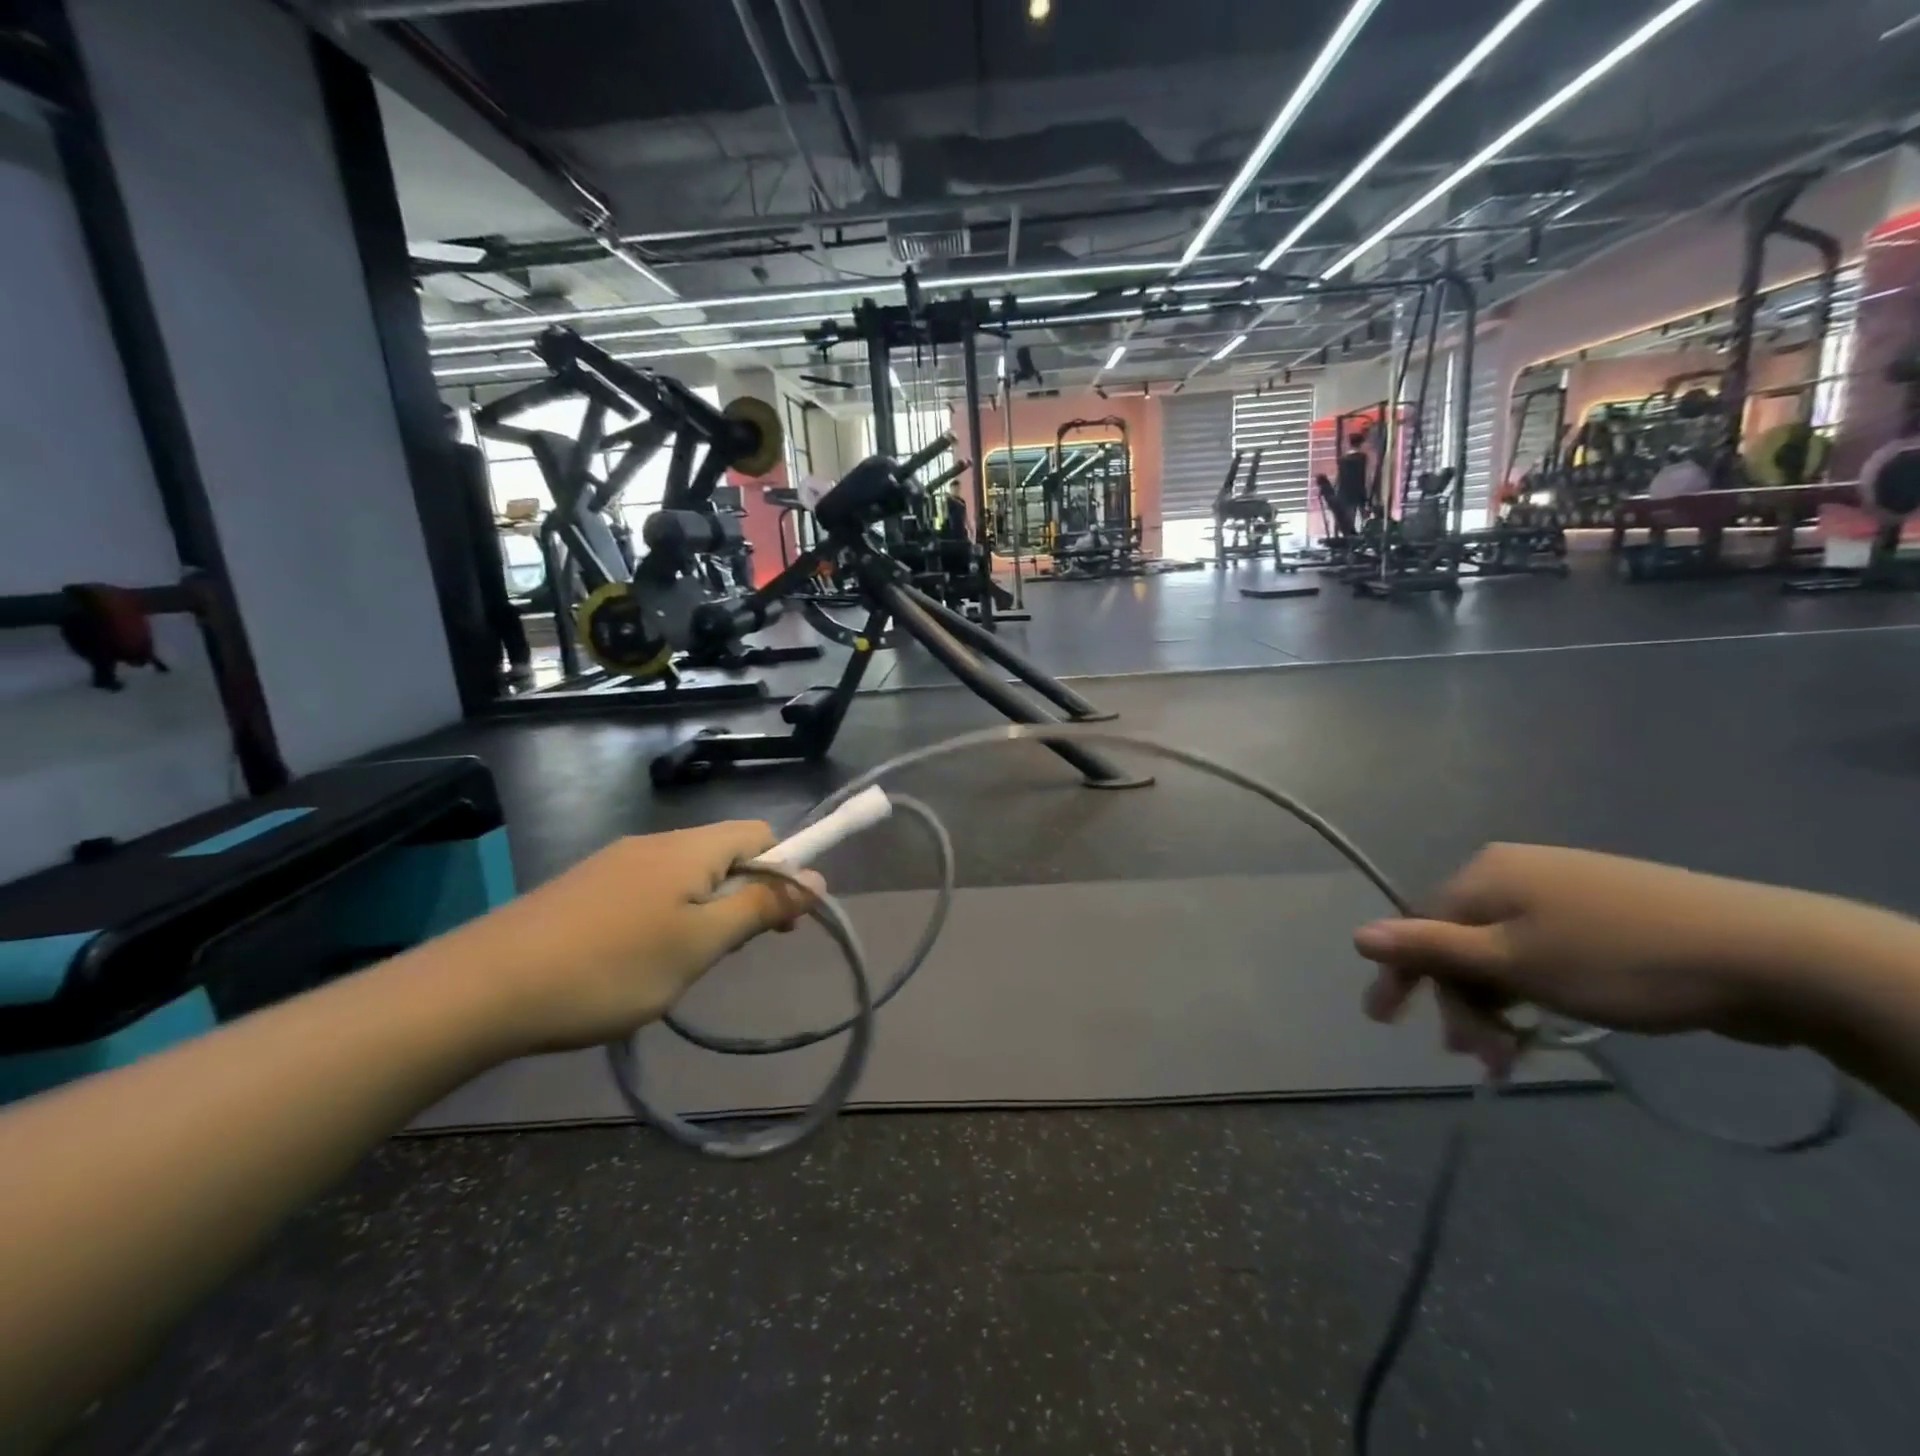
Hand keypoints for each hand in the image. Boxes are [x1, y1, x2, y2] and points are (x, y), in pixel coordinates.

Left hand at [438, 821, 822, 1055]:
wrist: (481, 989)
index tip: (779, 924)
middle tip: (727, 952)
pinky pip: (649, 889)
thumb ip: (759, 908)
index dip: (783, 871)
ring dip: (704, 910)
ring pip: (686, 875)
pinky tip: (638, 960)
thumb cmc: (611, 968)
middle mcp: (655, 842)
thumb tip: (816, 878)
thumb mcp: (699, 945)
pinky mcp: (585, 886)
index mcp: (690, 848)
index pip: (761, 834)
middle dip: (742, 895)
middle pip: (724, 853)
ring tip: (681, 963)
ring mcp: (615, 862)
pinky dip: (665, 916)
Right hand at [1353, 844, 1844, 1070]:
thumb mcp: (1515, 961)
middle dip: (1462, 1001)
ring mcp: (1561, 891)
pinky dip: (1532, 991)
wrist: (1767, 954)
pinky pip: (1540, 952)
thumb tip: (1357, 935)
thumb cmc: (1619, 960)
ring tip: (1514, 1053)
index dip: (1403, 975)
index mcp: (1486, 874)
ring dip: (1498, 1004)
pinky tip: (1546, 1021)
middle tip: (1478, 1058)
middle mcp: (1514, 872)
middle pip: (1462, 941)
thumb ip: (1432, 948)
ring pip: (1503, 951)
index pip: (1421, 926)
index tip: (1383, 1020)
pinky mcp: (1601, 914)